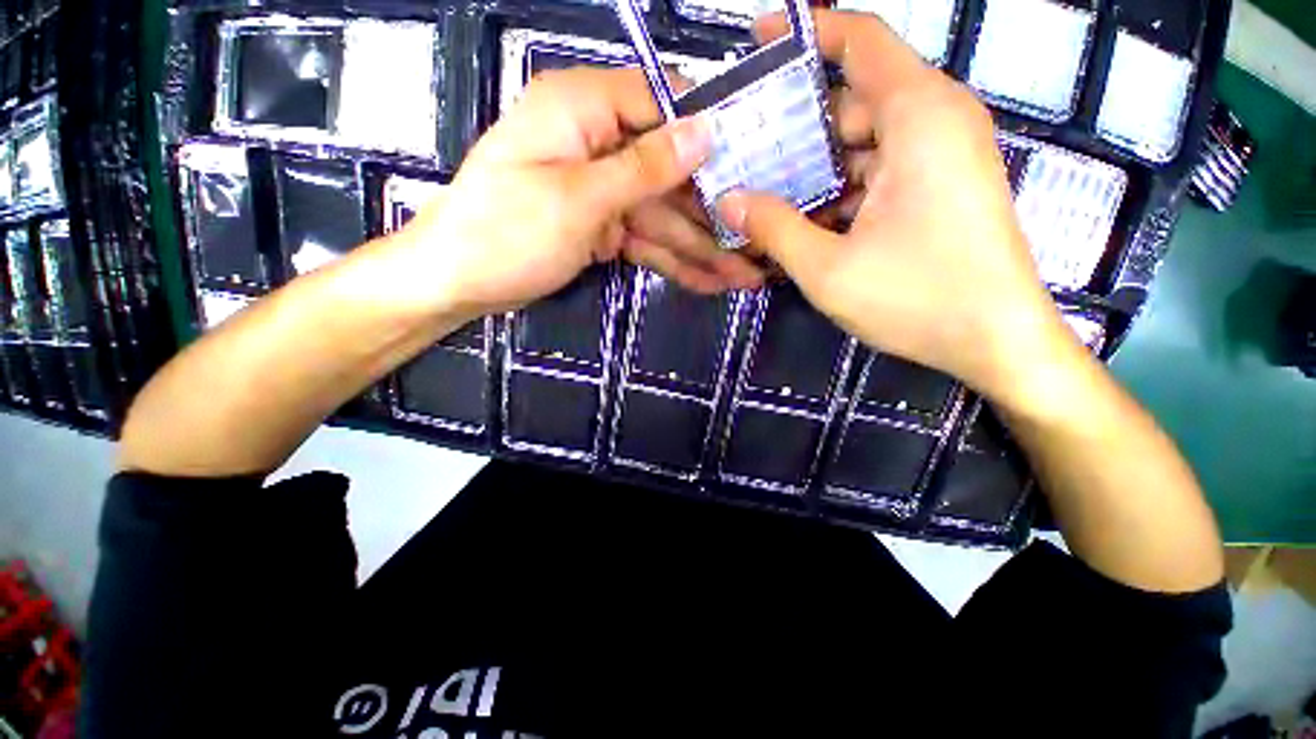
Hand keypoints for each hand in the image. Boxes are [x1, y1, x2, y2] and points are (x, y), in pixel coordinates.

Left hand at [392, 67, 764, 319]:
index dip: (711, 135)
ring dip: (703, 249)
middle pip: (670, 176)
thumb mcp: (577, 198)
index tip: (758, 163)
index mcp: (584, 110)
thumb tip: (703, 132)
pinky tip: (708, 281)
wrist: (459, 281)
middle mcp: (598, 144)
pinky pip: (646, 242)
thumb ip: (643, 166)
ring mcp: (602, 193)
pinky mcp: (602, 229)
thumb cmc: (506, 232)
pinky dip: (675, 262)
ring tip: (744, 275)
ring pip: (664, 218)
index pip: (662, 105)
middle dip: (714, 215)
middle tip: (759, 244)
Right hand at [719, 11, 1072, 397]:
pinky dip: (842, 189)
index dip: (806, 33)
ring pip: (863, 142)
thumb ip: (772, 228)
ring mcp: (941, 155)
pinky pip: (879, 170)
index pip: (859, 39)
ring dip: (816, 169)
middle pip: (851, 101)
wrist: (998, 341)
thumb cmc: (918, 299)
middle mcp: (936, 120)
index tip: (757, 46)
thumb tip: (728, 200)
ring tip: (767, 201)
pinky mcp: (941, 185)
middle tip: (745, 161)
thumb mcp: (827, 268)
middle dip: (796, 129)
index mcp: (918, 116)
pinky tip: (808, 223)